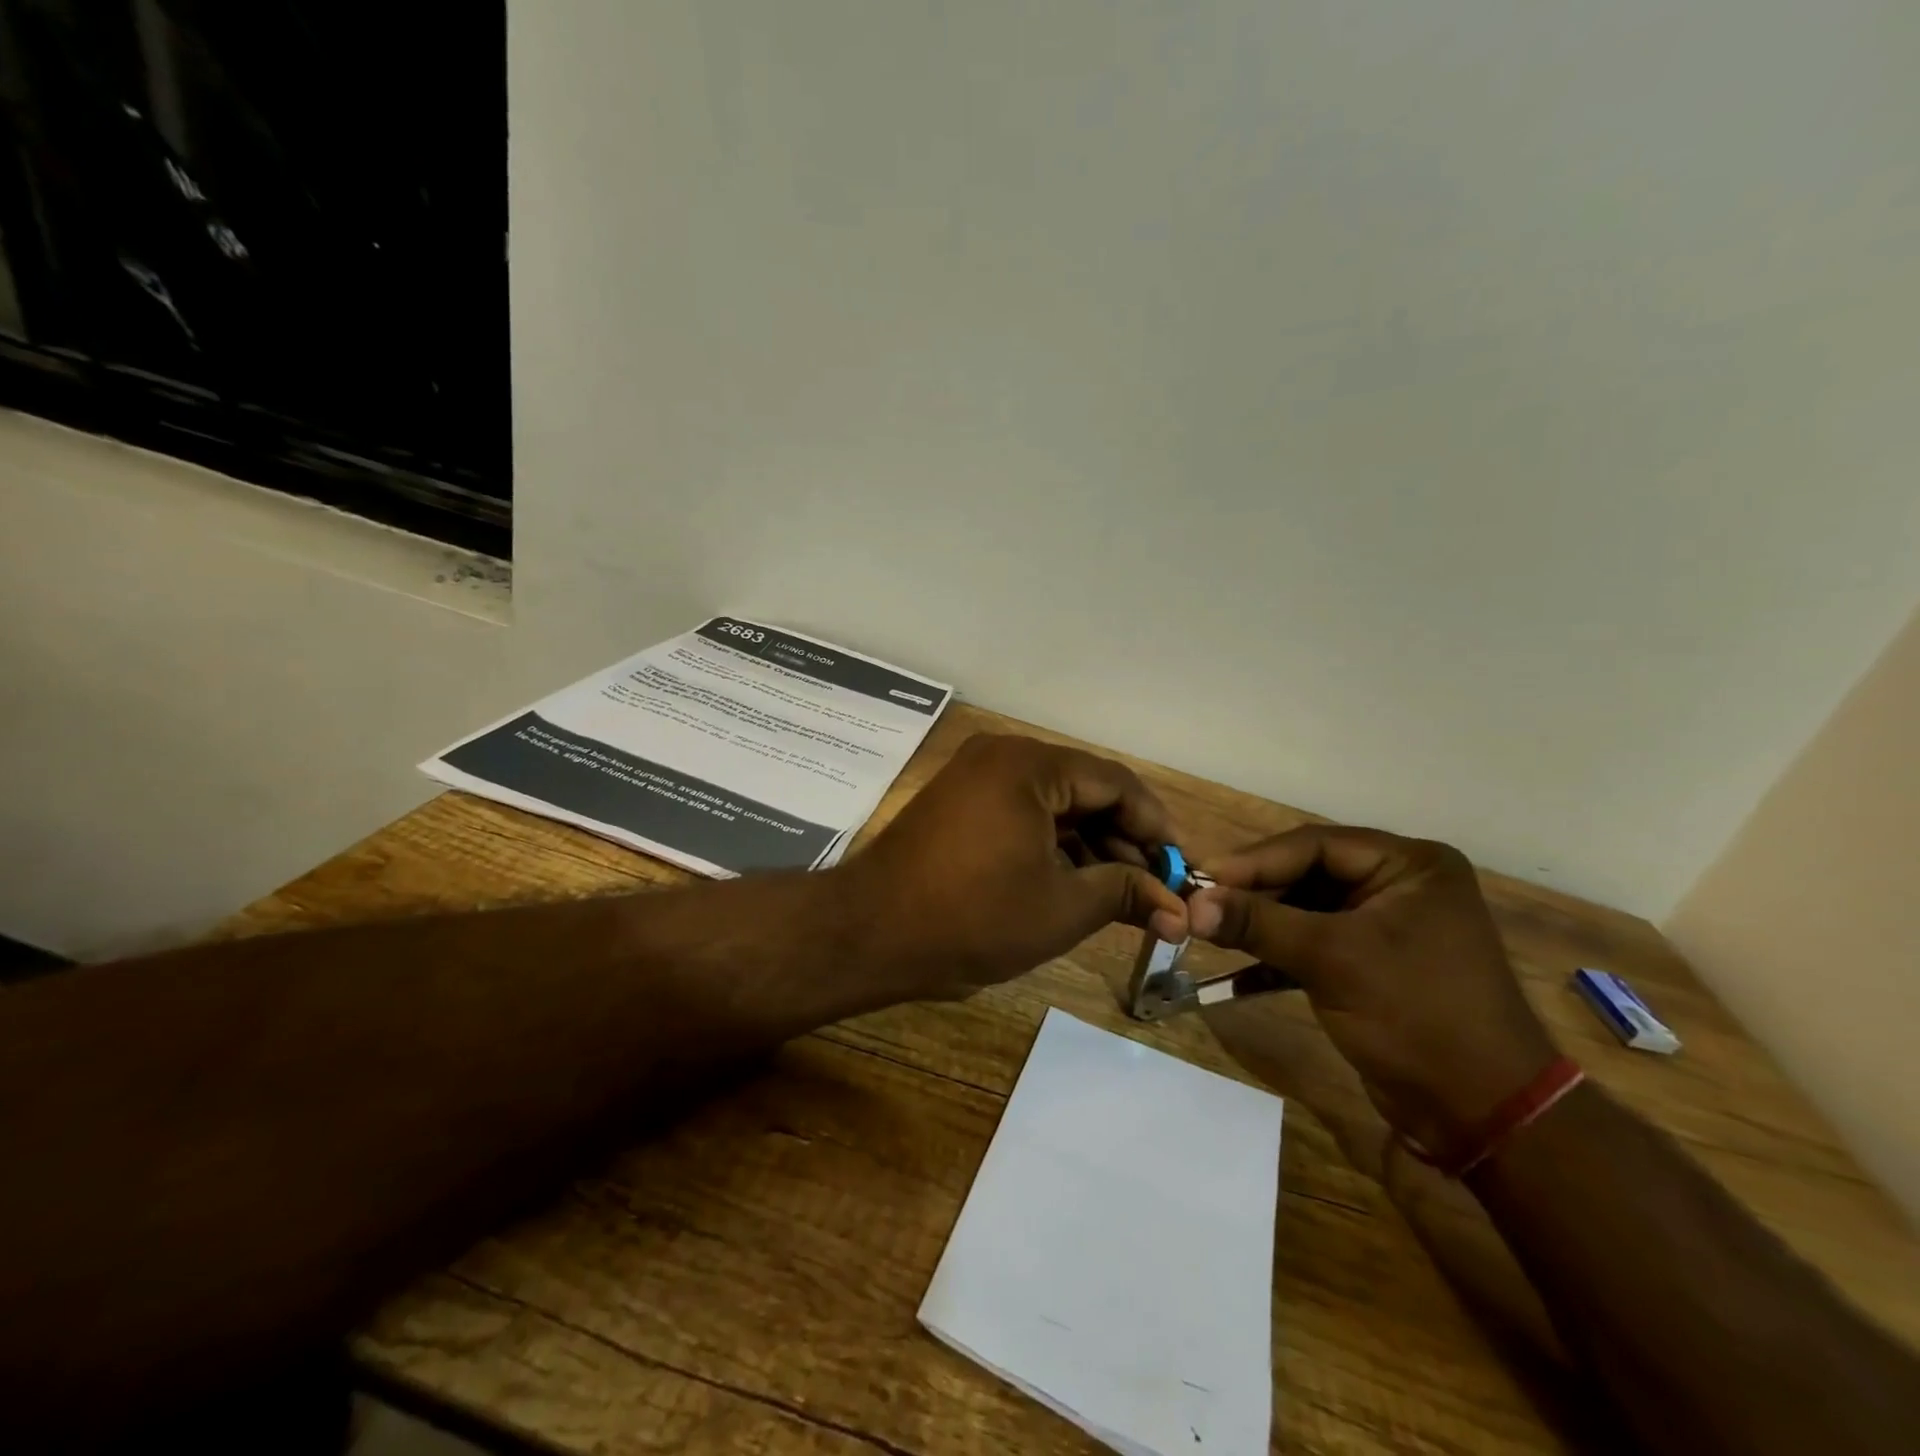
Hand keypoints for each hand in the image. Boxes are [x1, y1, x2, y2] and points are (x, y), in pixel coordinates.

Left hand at [841, 733, 1188, 1001]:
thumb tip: (1179, 908)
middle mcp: (1002, 757)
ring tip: (1120, 894)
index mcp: (1029, 765)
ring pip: (1053, 805)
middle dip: (1123, 839)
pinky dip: (1052, 846)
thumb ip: (1124, 893)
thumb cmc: (972, 917)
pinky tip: (1074, 883)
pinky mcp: (958, 805)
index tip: (1181, 867)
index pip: (1115, 782)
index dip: (1156, 825)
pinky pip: (1021, 814)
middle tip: (1155, 888)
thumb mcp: (1061, 907)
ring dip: (1089, 846)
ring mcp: (975, 779)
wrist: (870, 933)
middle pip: (1084, 790)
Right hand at [1186, 826, 1556, 1162]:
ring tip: (1210, 933)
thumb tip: (1190, 904)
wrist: (1484, 1115)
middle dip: (1254, 894)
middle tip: (1201, 906)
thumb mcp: (1332, 959)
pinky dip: (1277, 957)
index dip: (1254, 861)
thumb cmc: (1416, 1015)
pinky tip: (1235, 973)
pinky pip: (1314, 945)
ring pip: (1305, 911)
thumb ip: (1259, 924)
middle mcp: (1400, 886)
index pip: (1315, 845)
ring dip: (1261, 926)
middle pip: (1307, 875)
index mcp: (1410, 865)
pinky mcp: (1372, 965)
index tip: (1202, 878)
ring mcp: (1386, 927)